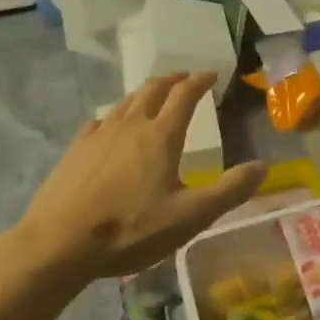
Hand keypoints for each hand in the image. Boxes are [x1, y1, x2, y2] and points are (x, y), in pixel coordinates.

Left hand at [13, 73, 266, 281]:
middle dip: (173, 79)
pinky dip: (116, 114)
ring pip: (127, 101)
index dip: (200, 81)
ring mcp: (100, 133)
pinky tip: (112, 126)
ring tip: (154, 97)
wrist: (56, 244)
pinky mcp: (76, 149)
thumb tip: (263, 167)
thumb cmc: (129, 229)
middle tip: (185, 79)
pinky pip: (101, 120)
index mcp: (162, 134)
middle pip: (154, 89)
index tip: (211, 74)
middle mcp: (132, 123)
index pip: (185, 94)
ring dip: (145, 93)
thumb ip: (229, 191)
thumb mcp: (189, 217)